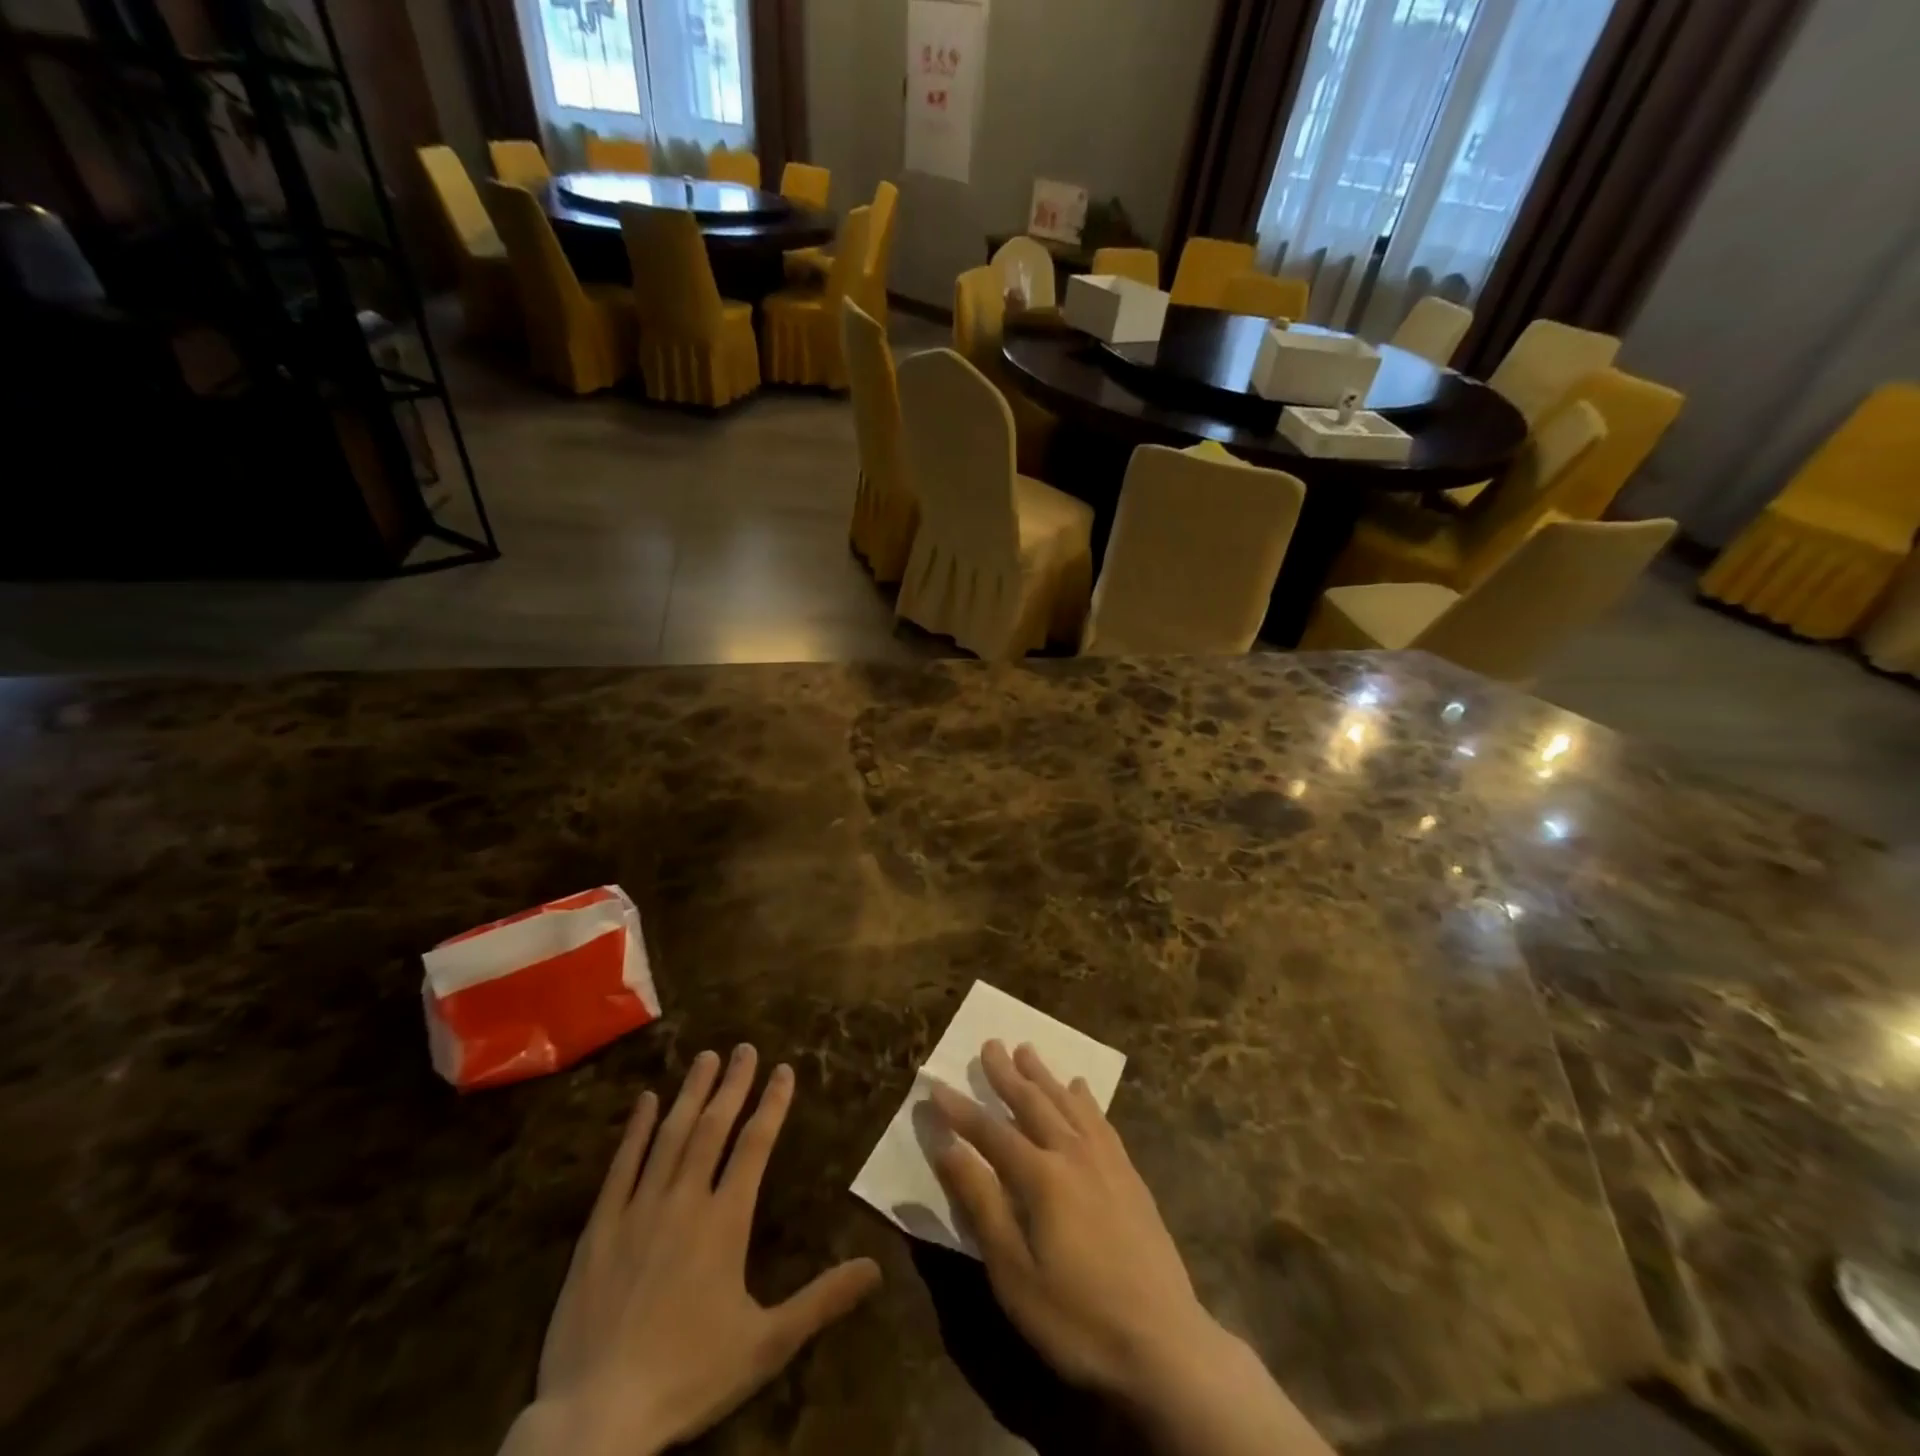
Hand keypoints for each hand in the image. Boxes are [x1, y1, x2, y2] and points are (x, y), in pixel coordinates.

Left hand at [508, 1047, 881, 1455]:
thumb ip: (822, 1300)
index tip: (783, 1069)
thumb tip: (876, 1268)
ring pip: (670, 1136)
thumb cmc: (688, 1376)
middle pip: (713, 1128)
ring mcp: (638, 1209)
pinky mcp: (599, 1228)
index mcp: (725, 1221)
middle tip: (744, 1047)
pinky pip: (621, 1166)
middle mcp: (684, 1200)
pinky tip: (645, 1101)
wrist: (594, 1418)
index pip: (755, 1145)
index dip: (772, 1104)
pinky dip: (635, 1130)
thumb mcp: (766, 1345)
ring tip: (705, 1057)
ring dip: (691, 1093)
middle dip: (733, 1084)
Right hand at [927, 1039, 1213, 1393]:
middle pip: (1033, 1103)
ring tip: (1027, 1050)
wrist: (1166, 1345)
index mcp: (1041, 1176)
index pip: (990, 1132)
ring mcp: (1107, 1162)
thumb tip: (947, 1148)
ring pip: (1067, 1102)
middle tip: (989, 1043)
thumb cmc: (1077, 1318)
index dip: (960, 1109)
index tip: (935, 1085)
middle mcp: (1073, 1154)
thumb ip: (981, 1204)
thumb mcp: (1014, 1273)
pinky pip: (1101, 1120)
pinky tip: (1081, 1088)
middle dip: (1006, 1074)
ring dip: (1044, 1075)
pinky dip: (1085, 1098)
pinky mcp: (1130, 1176)